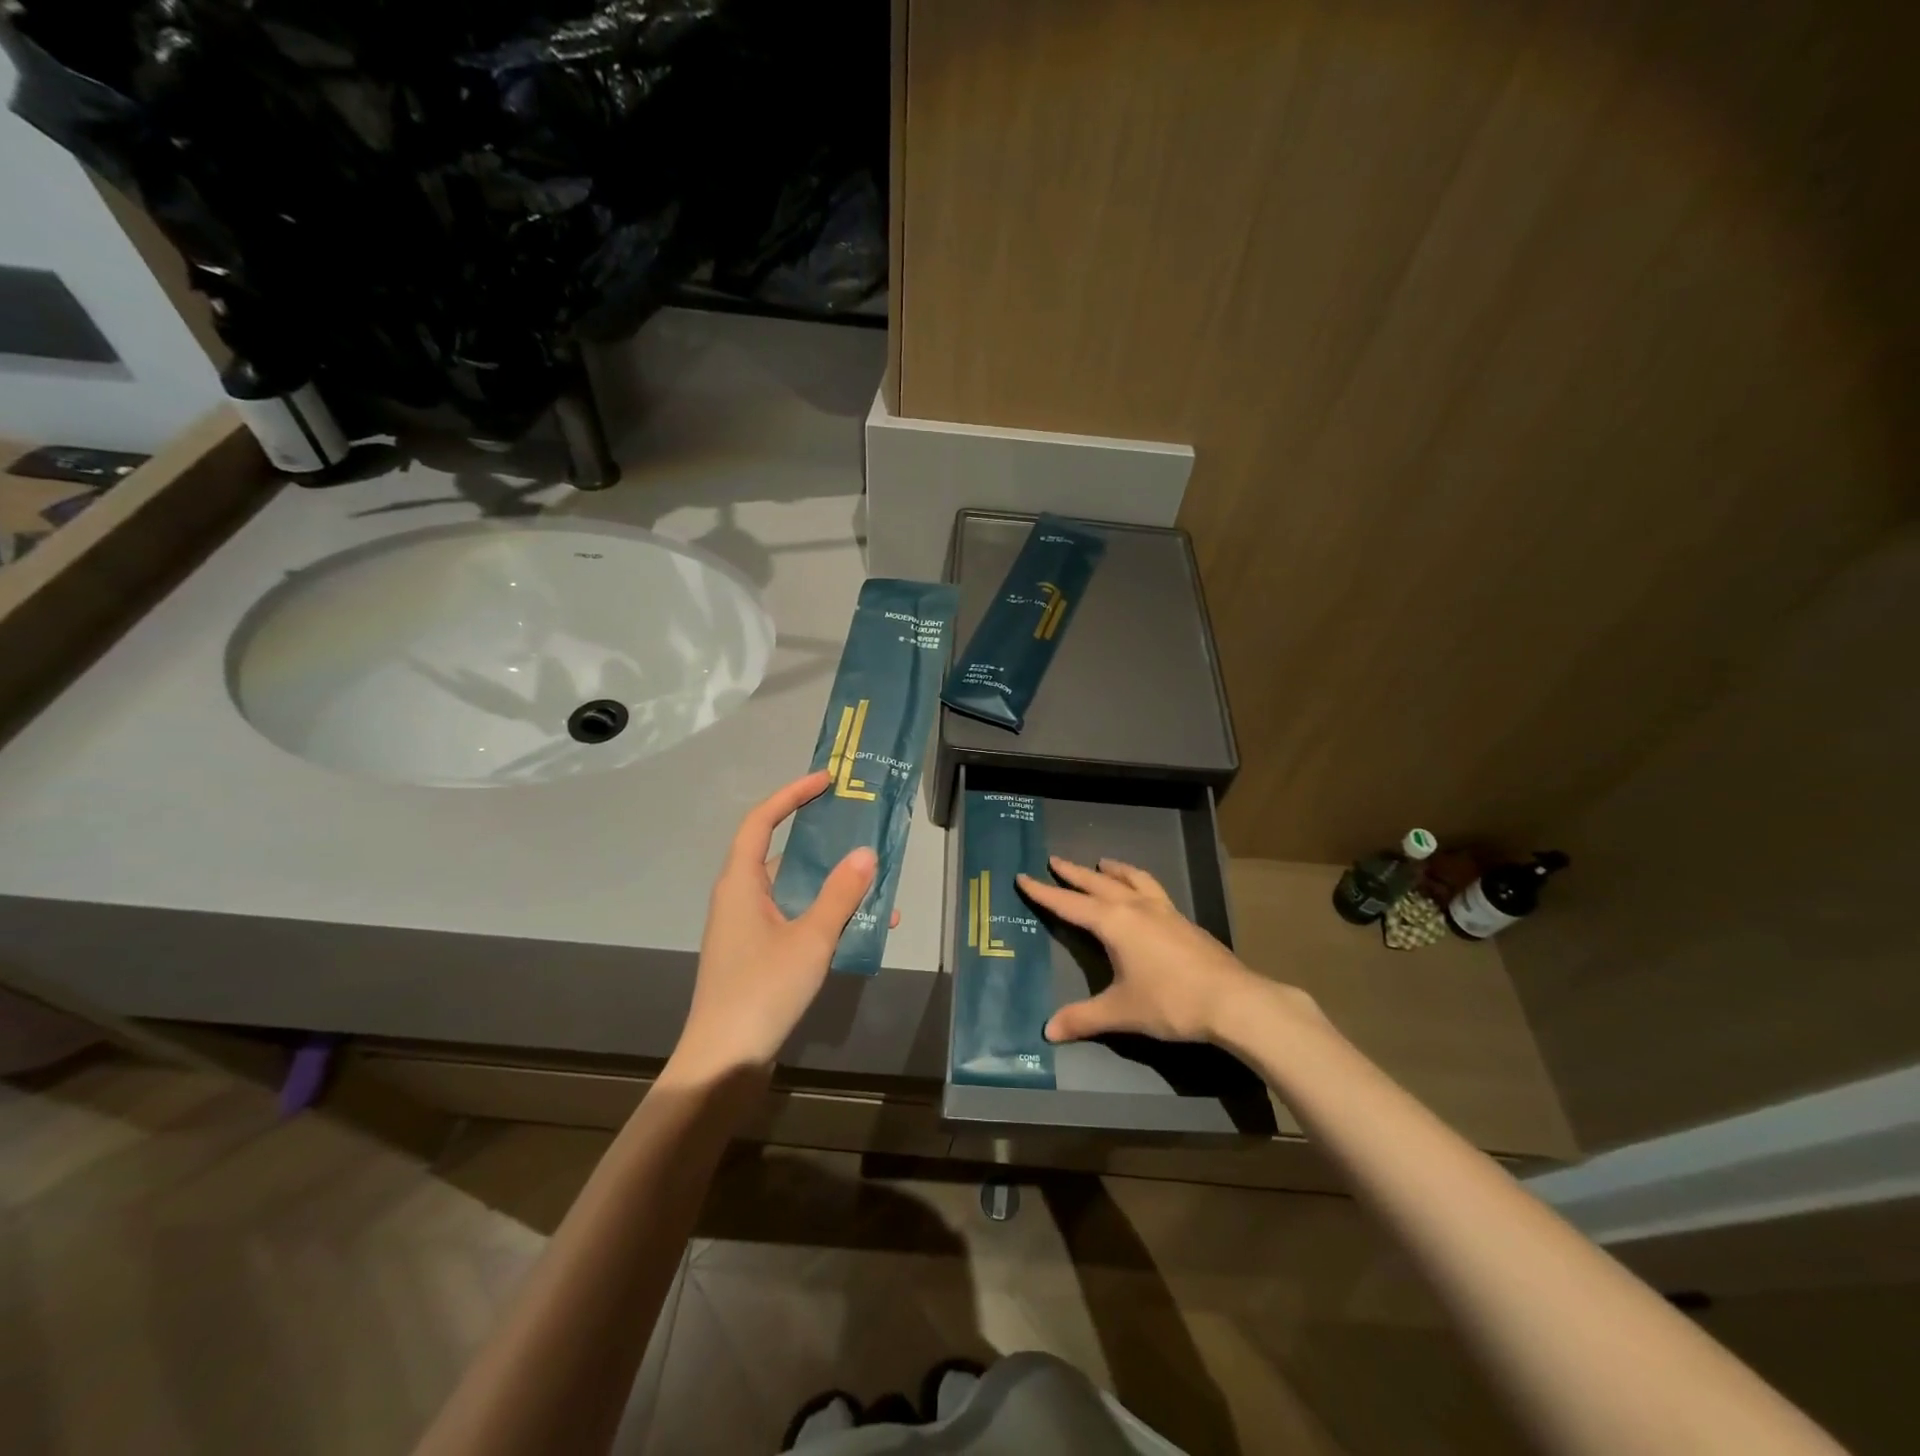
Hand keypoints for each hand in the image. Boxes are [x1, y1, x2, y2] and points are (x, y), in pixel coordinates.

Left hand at [670, 771, 888, 1080]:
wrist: (724, 1062)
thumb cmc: (762, 990)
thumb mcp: (810, 939)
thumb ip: (840, 894)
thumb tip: (867, 852)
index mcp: (741, 883)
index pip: (761, 821)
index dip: (791, 794)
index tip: (826, 780)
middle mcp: (740, 899)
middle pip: (780, 852)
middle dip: (820, 839)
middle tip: (858, 827)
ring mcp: (748, 929)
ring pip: (793, 891)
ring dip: (831, 885)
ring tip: (875, 882)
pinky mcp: (759, 956)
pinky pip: (796, 920)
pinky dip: (826, 916)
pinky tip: (863, 929)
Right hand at [1017, 856, 1318, 1044]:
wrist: (1233, 1000)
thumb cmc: (1171, 1001)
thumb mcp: (1121, 1011)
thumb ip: (1083, 1017)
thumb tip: (1048, 1030)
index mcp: (1114, 922)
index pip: (1069, 904)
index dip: (1044, 892)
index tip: (1023, 876)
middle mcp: (1136, 907)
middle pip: (1097, 883)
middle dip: (1073, 873)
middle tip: (1054, 860)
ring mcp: (1164, 910)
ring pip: (1132, 879)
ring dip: (1113, 870)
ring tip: (1102, 863)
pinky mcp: (1183, 920)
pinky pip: (1153, 889)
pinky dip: (1138, 881)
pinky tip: (1142, 894)